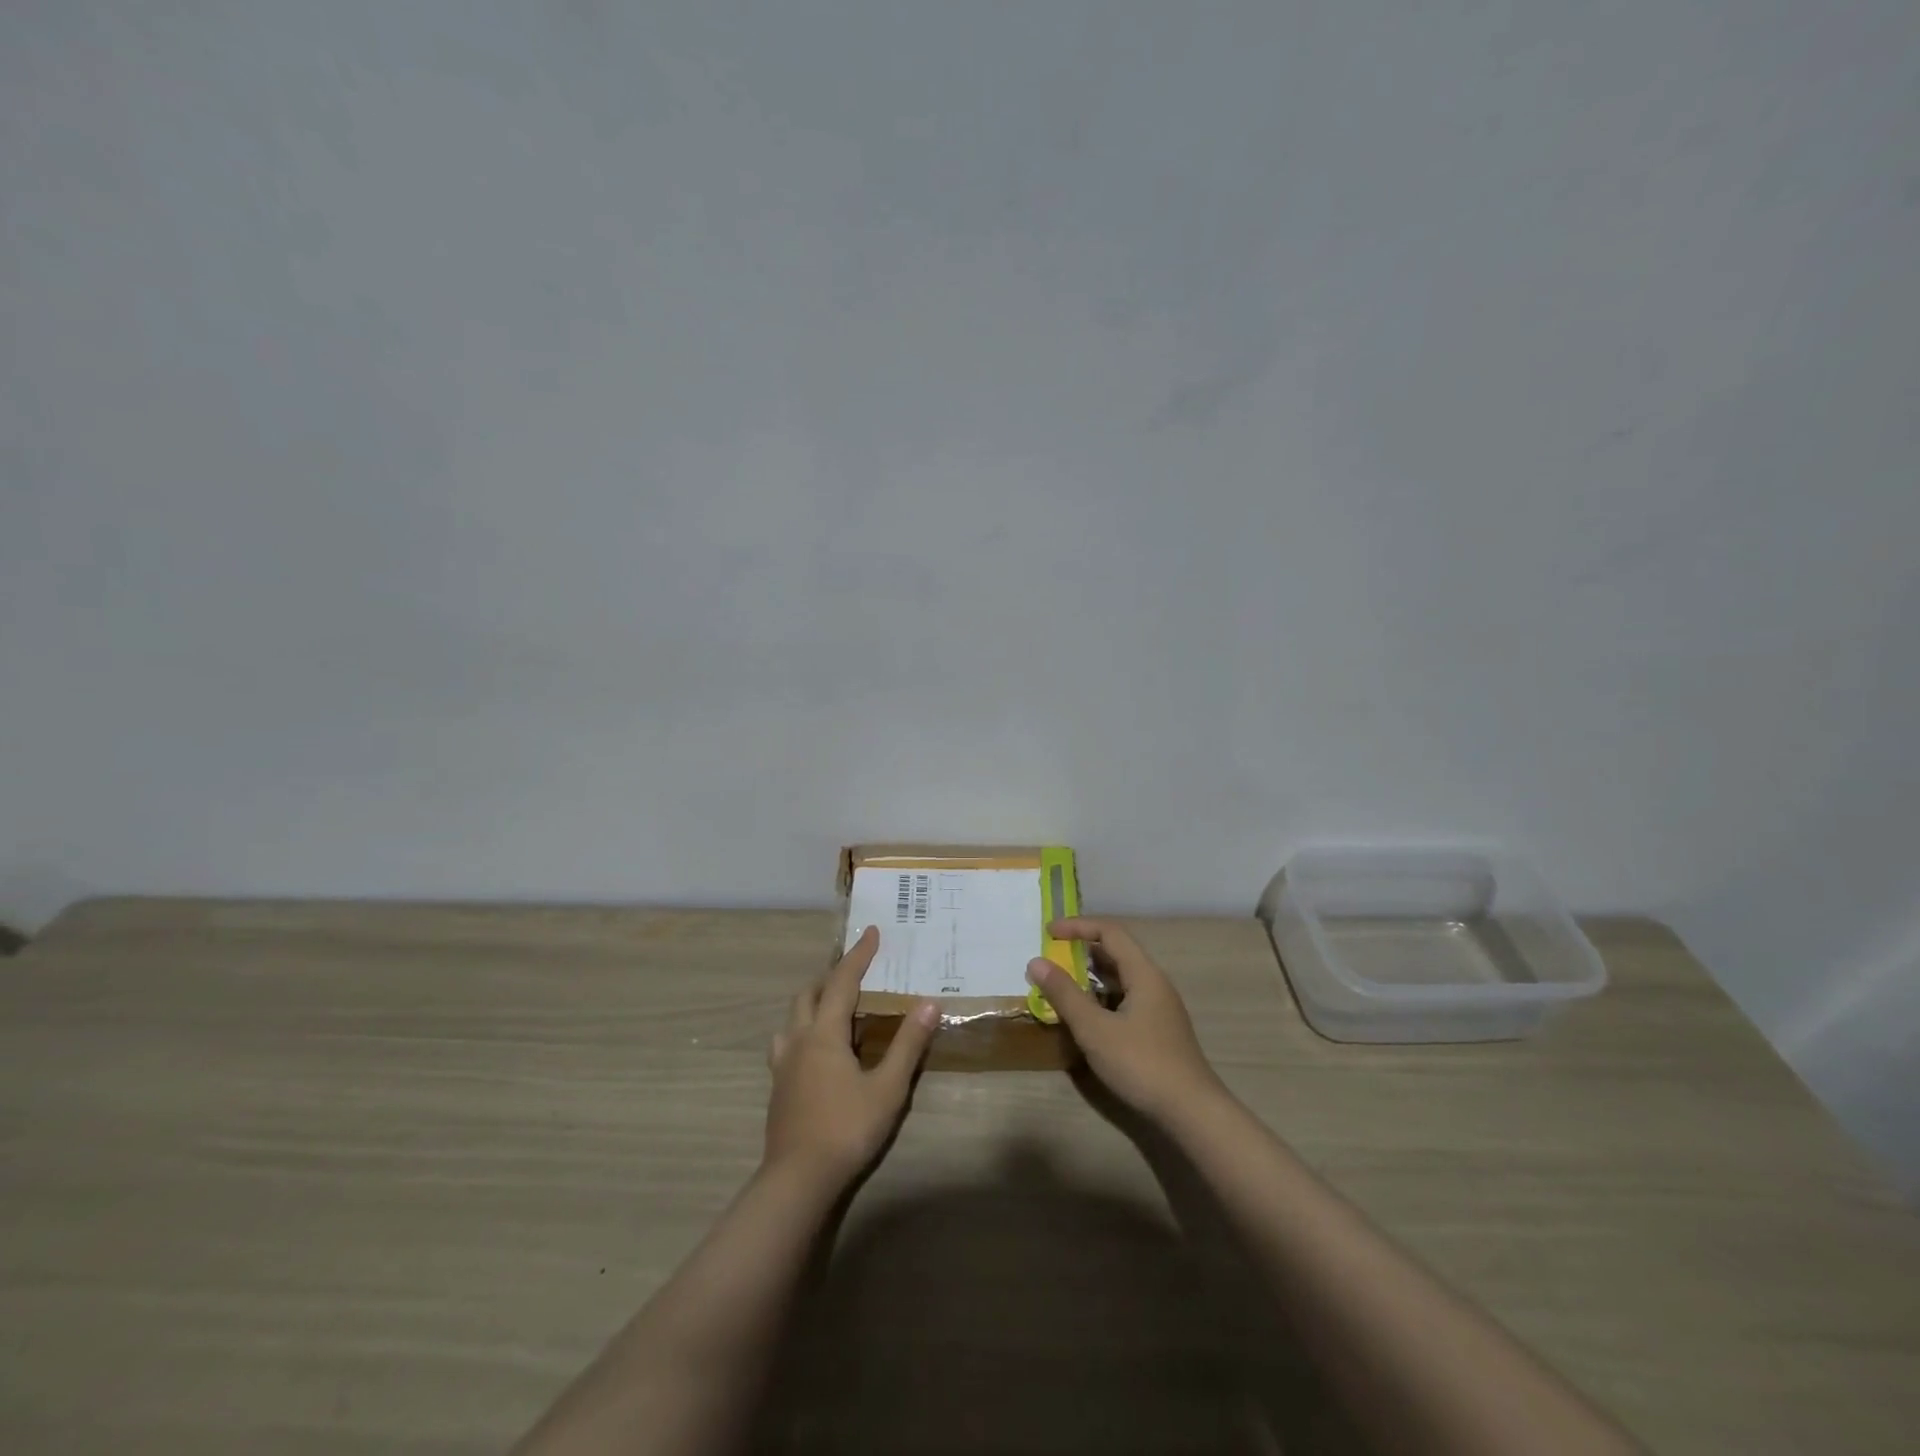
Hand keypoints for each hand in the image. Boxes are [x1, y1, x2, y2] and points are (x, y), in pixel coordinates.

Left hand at [765, 926, 938, 1184]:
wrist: (797, 1180)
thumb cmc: (847, 1128)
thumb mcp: (887, 1087)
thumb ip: (908, 1044)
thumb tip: (929, 1003)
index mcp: (825, 1033)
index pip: (843, 981)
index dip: (858, 956)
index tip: (871, 933)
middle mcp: (799, 1040)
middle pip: (809, 994)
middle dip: (832, 976)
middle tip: (855, 971)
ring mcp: (783, 1064)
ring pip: (792, 1017)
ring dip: (812, 1002)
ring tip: (832, 1006)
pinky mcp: (777, 1086)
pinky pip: (786, 1042)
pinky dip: (802, 1029)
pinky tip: (814, 1049)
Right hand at [1027, 917, 1228, 1123]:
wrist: (1192, 1112)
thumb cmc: (1141, 1064)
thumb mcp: (1095, 1029)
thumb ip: (1064, 994)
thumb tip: (1036, 962)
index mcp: (1143, 973)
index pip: (1109, 932)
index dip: (1078, 927)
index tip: (1049, 933)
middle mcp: (1154, 983)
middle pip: (1116, 952)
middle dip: (1082, 950)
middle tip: (1051, 958)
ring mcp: (1158, 1007)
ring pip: (1120, 978)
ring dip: (1090, 976)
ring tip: (1061, 985)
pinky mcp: (1157, 1030)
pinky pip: (1124, 999)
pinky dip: (1101, 997)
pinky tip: (1085, 1016)